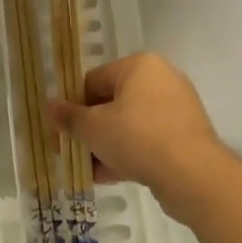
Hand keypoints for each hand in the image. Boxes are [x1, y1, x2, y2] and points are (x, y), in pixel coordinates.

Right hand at [48, 53, 227, 217]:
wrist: (193, 175)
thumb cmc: (138, 138)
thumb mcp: (94, 128)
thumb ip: (69, 117)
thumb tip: (48, 106)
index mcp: (139, 66)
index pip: (93, 80)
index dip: (72, 106)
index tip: (61, 131)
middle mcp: (161, 79)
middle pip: (112, 103)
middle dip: (89, 129)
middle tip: (71, 151)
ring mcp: (177, 108)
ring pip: (129, 124)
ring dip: (106, 145)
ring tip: (87, 169)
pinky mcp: (186, 135)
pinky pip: (148, 140)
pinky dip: (128, 153)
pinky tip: (107, 176)